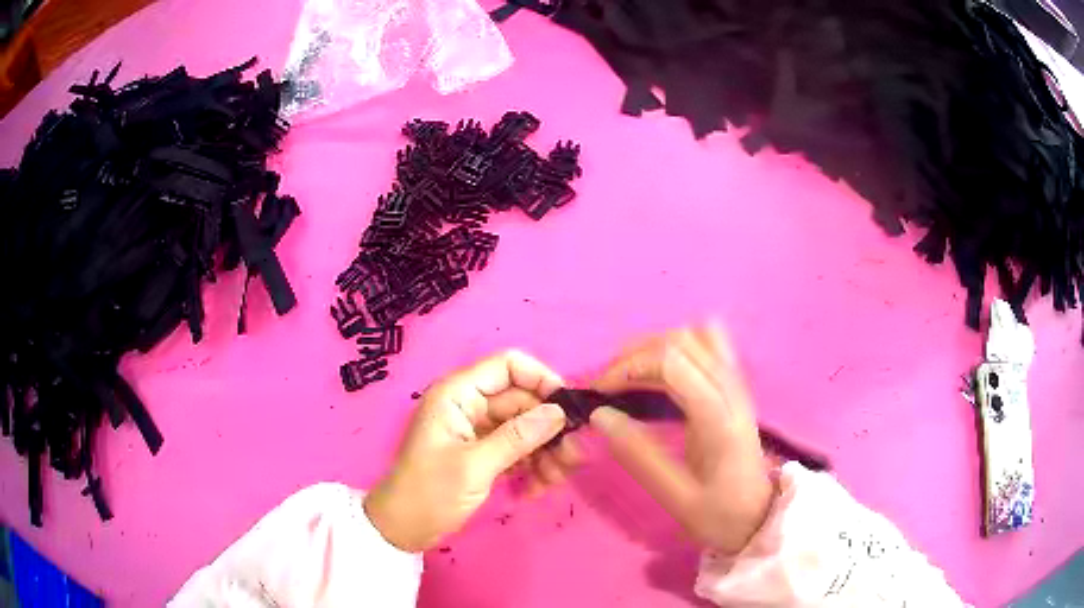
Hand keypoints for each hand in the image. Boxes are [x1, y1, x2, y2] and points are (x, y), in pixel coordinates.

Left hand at [364, 350, 580, 552]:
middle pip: (523, 400)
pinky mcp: (484, 452)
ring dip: (545, 450)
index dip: (541, 380)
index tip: (568, 409)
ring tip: (554, 479)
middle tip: (572, 456)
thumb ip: (518, 437)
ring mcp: (478, 430)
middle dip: (549, 427)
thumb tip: (560, 413)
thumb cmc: (430, 492)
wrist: (404, 528)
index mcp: (458, 394)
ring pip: (526, 427)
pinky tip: (537, 488)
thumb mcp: (475, 465)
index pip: (508, 366)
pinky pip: (518, 448)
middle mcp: (470, 405)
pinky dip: (532, 465)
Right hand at [590, 324, 773, 553]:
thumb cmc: (720, 514)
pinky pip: (708, 347)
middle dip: (637, 352)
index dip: (630, 366)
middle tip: (608, 382)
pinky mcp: (736, 388)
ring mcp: (738, 386)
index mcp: (719, 418)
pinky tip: (660, 374)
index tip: (600, 391)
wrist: (760, 517)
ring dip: (656, 346)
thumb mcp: (676, 498)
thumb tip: (601, 416)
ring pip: (696, 336)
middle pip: (682, 340)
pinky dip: (677, 350)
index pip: (673, 362)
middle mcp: (731, 391)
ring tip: (629, 374)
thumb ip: (639, 457)